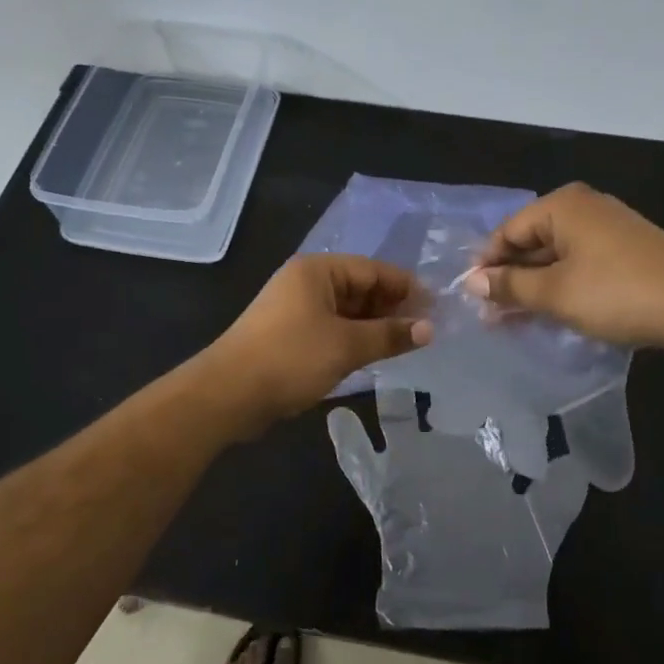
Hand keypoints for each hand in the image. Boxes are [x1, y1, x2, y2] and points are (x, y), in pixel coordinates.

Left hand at [208, 255, 432, 428]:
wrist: (228, 394)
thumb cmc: (290, 358)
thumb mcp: (347, 346)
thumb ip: (390, 335)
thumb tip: (429, 329)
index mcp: (317, 271)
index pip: (373, 270)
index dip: (406, 287)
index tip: (436, 306)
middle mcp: (306, 282)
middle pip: (360, 288)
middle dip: (392, 307)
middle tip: (426, 329)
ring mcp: (295, 309)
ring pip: (347, 311)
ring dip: (375, 325)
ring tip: (408, 343)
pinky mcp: (290, 335)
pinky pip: (332, 328)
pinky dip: (355, 338)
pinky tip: (376, 354)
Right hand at [463, 183, 663, 347]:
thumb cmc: (616, 293)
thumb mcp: (555, 293)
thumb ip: (510, 286)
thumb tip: (472, 282)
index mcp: (563, 206)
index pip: (508, 231)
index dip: (487, 264)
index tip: (471, 297)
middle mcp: (586, 207)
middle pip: (533, 241)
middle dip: (511, 277)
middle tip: (491, 314)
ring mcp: (610, 226)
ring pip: (557, 255)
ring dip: (535, 285)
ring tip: (516, 319)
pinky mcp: (629, 249)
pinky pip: (581, 262)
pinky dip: (563, 284)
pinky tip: (554, 310)